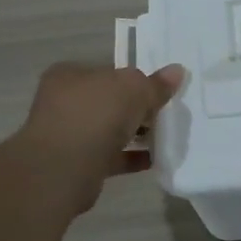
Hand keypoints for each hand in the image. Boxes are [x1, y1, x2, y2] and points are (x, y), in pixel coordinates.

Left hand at [12, 62, 184, 210]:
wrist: (63, 169)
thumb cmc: (96, 115)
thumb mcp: (134, 89)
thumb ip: (155, 83)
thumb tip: (177, 71)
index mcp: (70, 75)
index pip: (108, 72)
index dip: (135, 80)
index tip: (159, 91)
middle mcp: (64, 101)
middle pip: (109, 101)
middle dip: (136, 108)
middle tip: (165, 114)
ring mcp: (68, 134)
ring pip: (109, 129)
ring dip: (135, 133)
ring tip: (164, 137)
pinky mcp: (77, 163)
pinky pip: (111, 156)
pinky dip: (131, 157)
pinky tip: (154, 159)